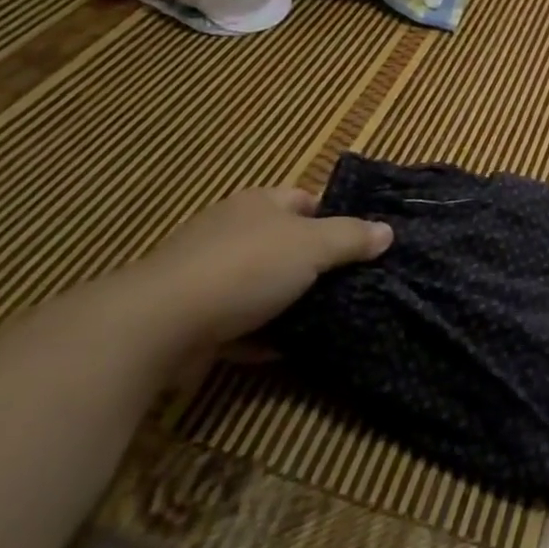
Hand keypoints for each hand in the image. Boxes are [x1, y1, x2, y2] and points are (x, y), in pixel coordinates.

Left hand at [131, 188, 390, 348]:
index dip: (335, 215)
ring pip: (262, 283)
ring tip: (330, 316)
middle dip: (315, 262)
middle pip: (284, 242)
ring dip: (289, 300)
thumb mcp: (312, 246)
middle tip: (354, 282)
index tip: (362, 243)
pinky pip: (241, 322)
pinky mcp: (195, 316)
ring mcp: (209, 274)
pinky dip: (262, 334)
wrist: (161, 324)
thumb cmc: (245, 269)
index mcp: (259, 204)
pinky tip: (287, 348)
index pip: (304, 199)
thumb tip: (387, 231)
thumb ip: (351, 238)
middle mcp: (232, 231)